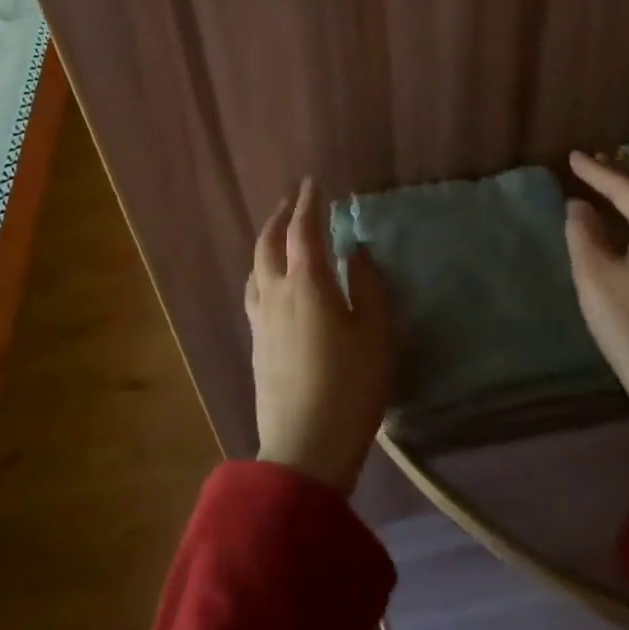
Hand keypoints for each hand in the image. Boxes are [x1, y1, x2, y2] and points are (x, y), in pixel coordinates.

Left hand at [246, 177, 392, 492]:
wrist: (304, 447)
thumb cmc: (350, 387)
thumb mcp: (375, 334)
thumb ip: (368, 286)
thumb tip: (355, 252)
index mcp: (308, 285)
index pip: (304, 231)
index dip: (309, 204)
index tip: (313, 182)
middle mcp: (277, 293)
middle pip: (270, 242)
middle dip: (281, 215)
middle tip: (294, 199)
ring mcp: (261, 318)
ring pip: (256, 265)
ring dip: (267, 240)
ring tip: (279, 232)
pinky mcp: (255, 342)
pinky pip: (253, 289)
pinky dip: (261, 268)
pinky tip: (268, 278)